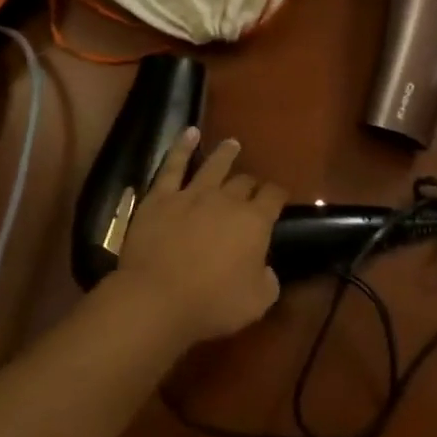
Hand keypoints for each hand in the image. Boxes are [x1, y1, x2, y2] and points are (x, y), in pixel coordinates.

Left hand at [116, 129, 284, 345]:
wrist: (157, 298)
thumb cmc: (212, 304)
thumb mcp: (257, 302)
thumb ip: (268, 281)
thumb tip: (266, 269)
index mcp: (255, 221)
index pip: (274, 197)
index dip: (278, 195)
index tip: (279, 197)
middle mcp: (227, 200)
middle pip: (244, 182)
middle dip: (251, 183)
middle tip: (252, 186)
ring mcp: (192, 194)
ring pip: (214, 166)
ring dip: (226, 154)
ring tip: (232, 144)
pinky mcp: (161, 198)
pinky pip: (173, 166)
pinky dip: (182, 147)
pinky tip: (189, 133)